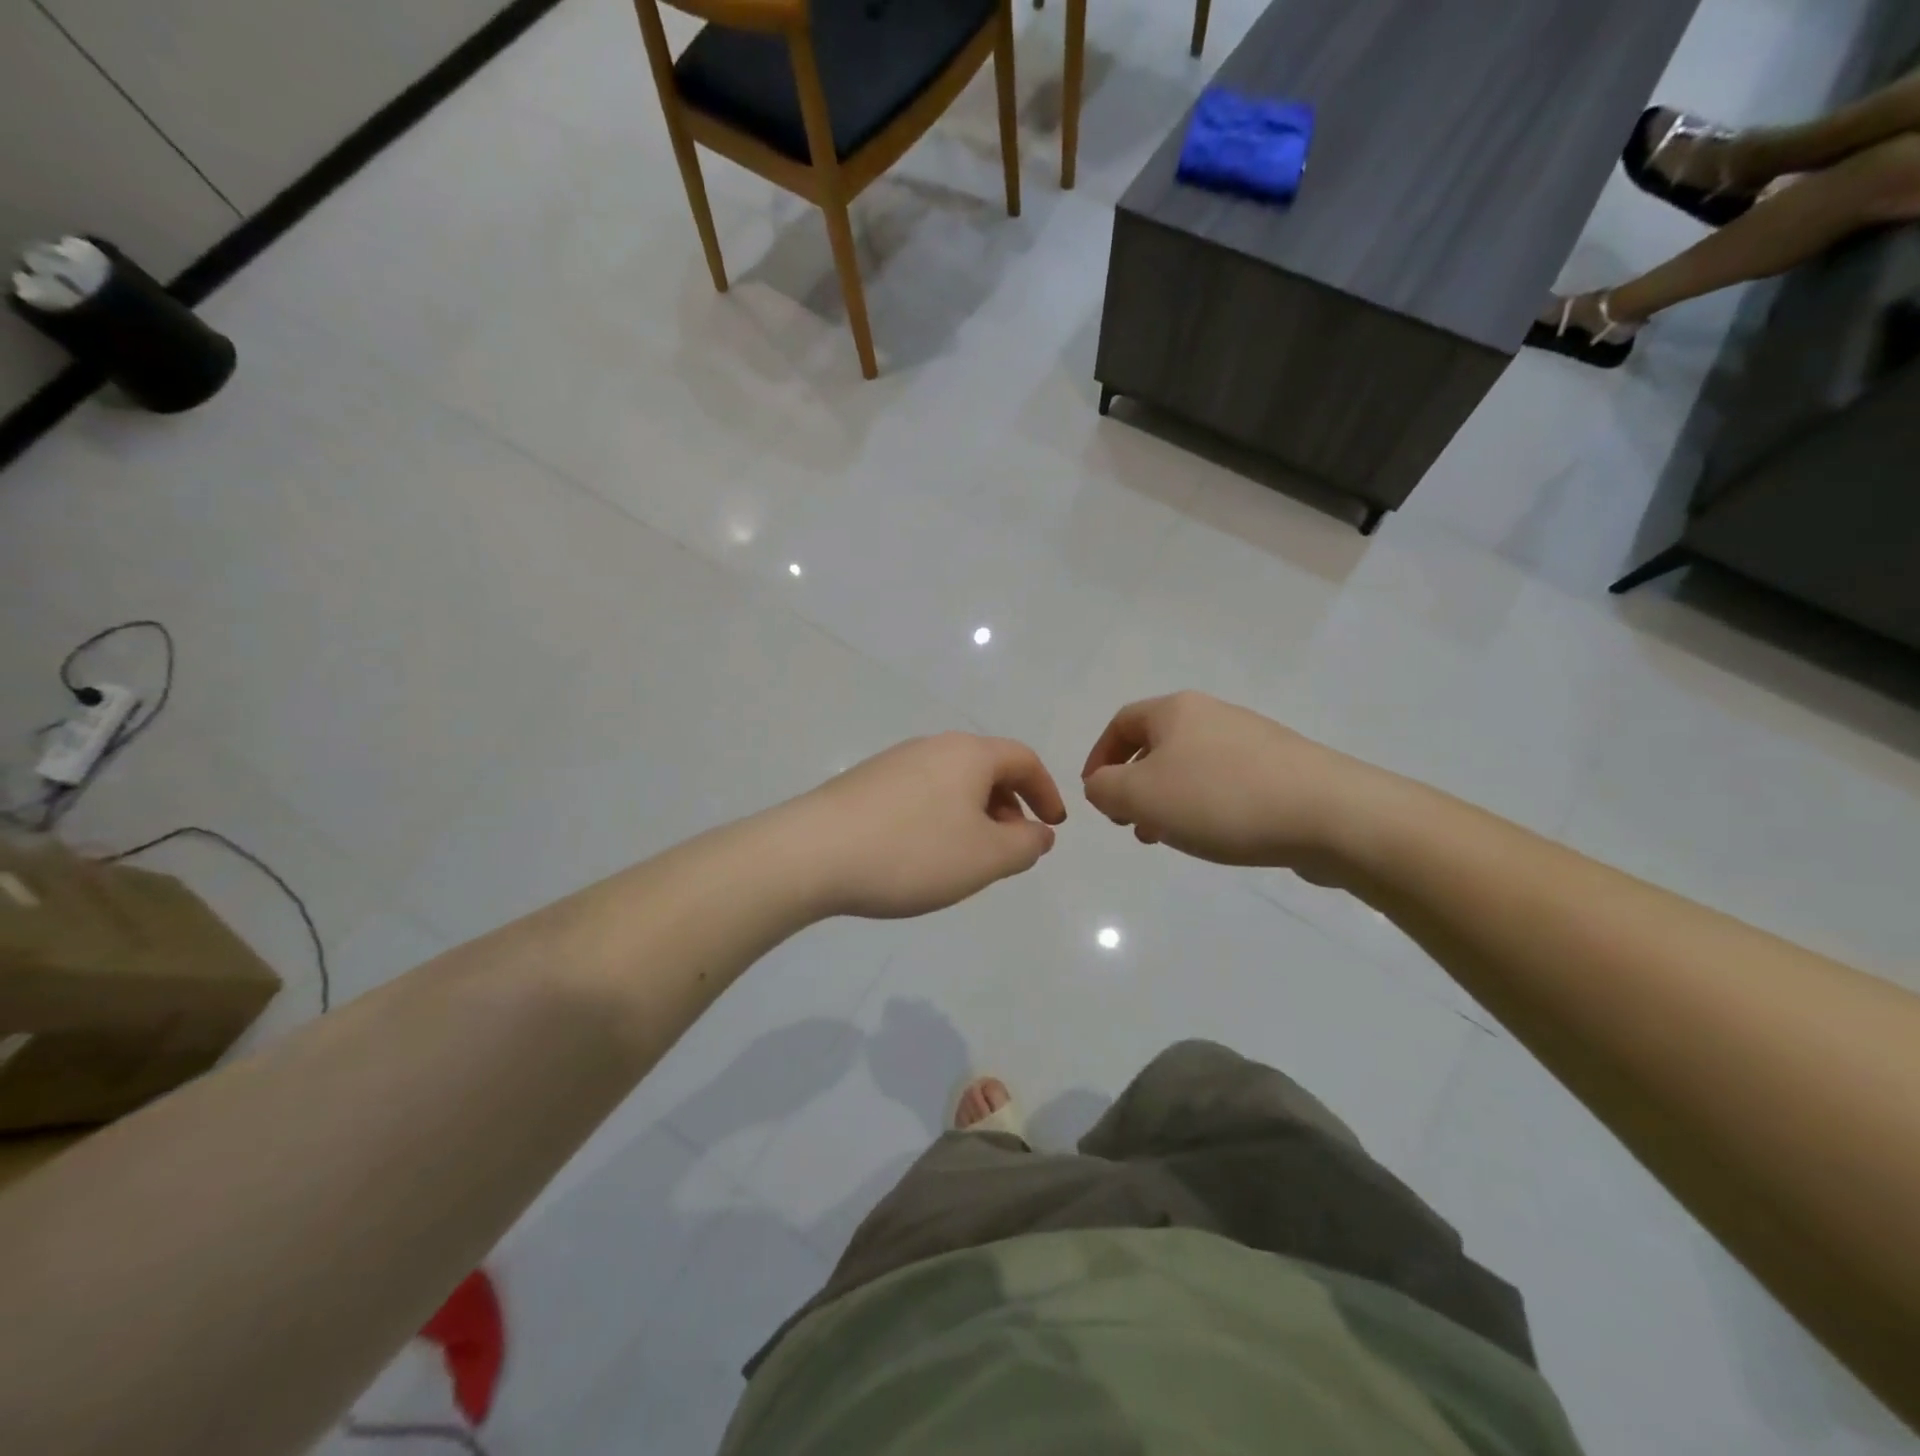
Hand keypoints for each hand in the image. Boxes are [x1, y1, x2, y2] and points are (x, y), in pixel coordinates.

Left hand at [791, 733, 1066, 918]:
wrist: (812, 853)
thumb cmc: (912, 852)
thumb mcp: (985, 858)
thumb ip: (1024, 845)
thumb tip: (1039, 833)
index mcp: (968, 753)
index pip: (1023, 759)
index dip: (1046, 791)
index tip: (1052, 826)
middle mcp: (932, 746)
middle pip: (986, 769)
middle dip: (1009, 808)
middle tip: (1010, 850)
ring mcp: (894, 762)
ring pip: (952, 783)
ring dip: (973, 816)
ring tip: (968, 859)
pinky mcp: (866, 783)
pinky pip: (921, 795)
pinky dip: (940, 819)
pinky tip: (923, 855)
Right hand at [1081, 692, 1385, 875]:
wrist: (1330, 813)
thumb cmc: (1221, 799)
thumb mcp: (1141, 795)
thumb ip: (1105, 789)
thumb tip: (1102, 786)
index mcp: (1176, 711)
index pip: (1121, 723)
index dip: (1099, 757)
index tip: (1095, 796)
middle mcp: (1213, 715)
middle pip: (1157, 746)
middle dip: (1134, 786)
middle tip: (1130, 824)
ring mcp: (1251, 741)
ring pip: (1190, 768)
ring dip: (1168, 802)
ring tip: (1167, 839)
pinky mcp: (1282, 769)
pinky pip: (1225, 784)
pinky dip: (1205, 807)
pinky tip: (1214, 837)